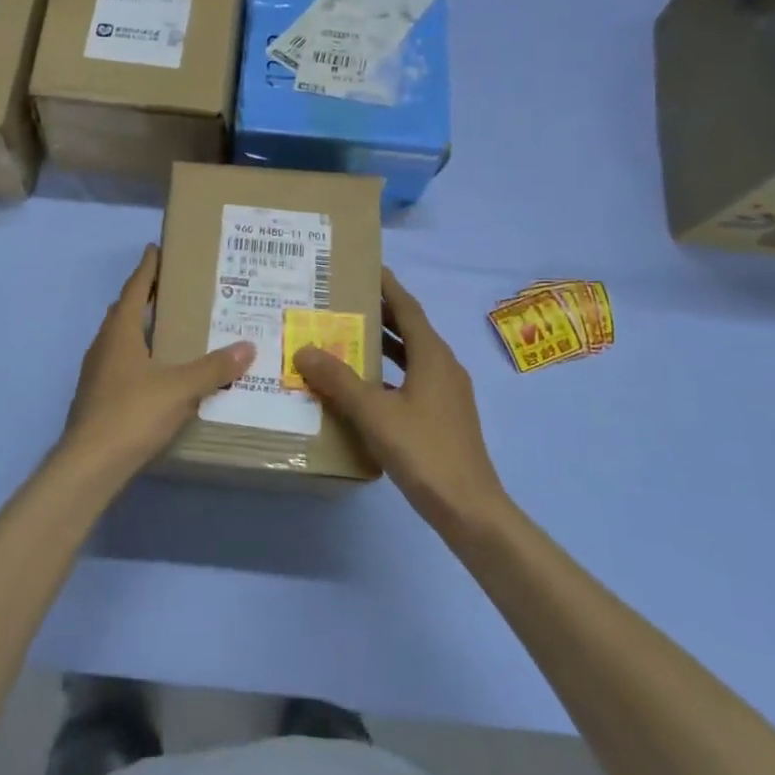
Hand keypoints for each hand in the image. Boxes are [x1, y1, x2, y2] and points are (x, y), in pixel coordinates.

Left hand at [61, 246, 255, 482]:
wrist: (90, 464)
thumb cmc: (133, 414)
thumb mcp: (181, 389)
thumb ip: (214, 368)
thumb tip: (248, 346)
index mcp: (120, 333)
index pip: (134, 290)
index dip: (147, 269)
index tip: (155, 249)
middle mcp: (104, 346)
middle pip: (124, 311)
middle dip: (143, 296)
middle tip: (170, 287)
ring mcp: (96, 373)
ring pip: (120, 339)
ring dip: (140, 328)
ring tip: (168, 328)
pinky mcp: (97, 397)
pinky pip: (120, 364)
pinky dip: (138, 357)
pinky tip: (156, 373)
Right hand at [293, 268, 505, 535]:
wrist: (469, 507)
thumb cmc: (423, 450)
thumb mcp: (374, 413)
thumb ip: (339, 380)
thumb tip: (305, 349)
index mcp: (433, 356)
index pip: (407, 308)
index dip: (387, 286)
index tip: (365, 267)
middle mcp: (443, 367)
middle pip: (410, 329)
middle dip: (379, 313)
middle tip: (343, 300)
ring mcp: (446, 393)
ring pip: (411, 357)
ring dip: (383, 344)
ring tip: (346, 337)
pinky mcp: (443, 416)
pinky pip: (412, 381)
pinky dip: (388, 374)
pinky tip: (363, 388)